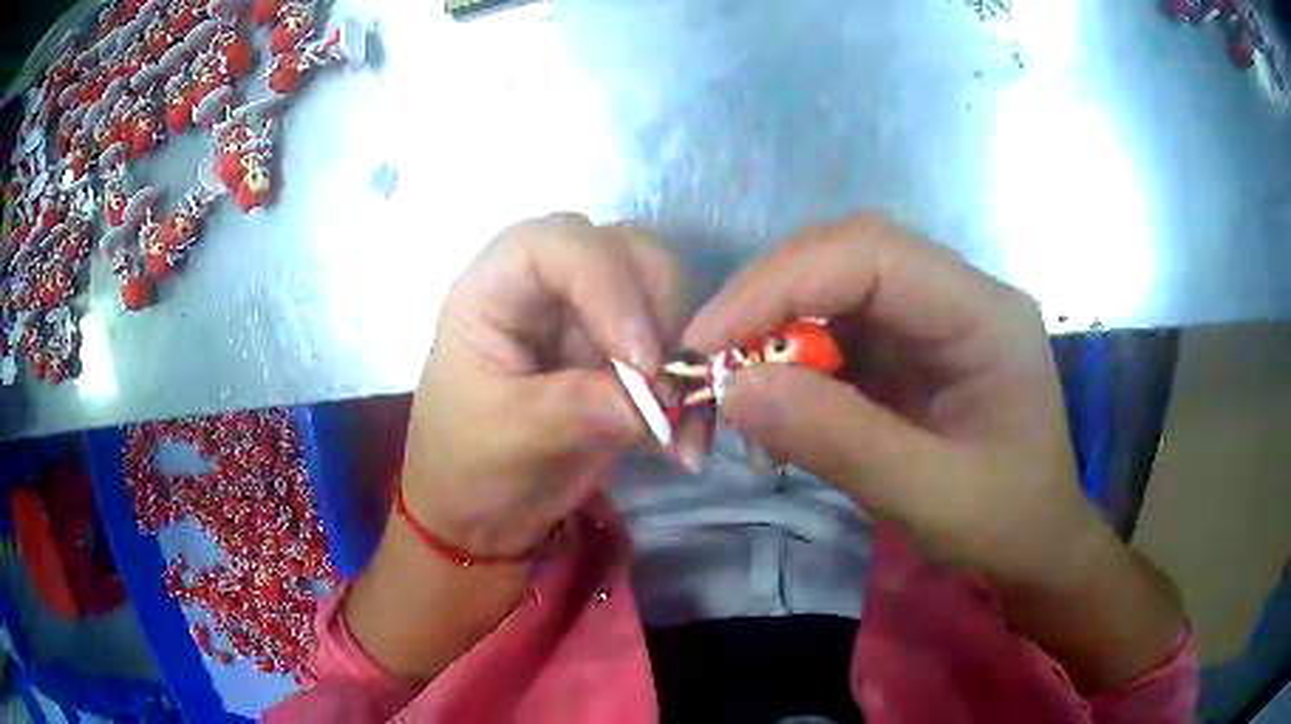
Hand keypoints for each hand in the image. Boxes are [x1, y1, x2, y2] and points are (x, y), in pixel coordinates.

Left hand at [402, 213, 679, 558]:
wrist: (480, 506)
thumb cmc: (466, 459)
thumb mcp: (507, 436)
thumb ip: (574, 409)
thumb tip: (657, 400)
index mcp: (499, 283)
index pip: (563, 246)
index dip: (611, 288)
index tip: (644, 362)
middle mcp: (552, 281)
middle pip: (629, 253)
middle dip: (662, 315)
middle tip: (671, 392)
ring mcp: (593, 311)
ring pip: (667, 294)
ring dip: (687, 356)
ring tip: (682, 429)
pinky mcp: (624, 348)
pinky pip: (679, 347)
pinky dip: (694, 391)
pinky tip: (688, 443)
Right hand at [683, 214, 1185, 692]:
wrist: (1036, 545)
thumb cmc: (1005, 524)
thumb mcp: (929, 498)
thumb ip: (840, 441)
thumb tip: (734, 390)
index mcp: (986, 314)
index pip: (874, 255)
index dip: (782, 282)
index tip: (710, 340)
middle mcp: (959, 295)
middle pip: (850, 253)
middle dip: (771, 297)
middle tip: (711, 358)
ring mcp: (934, 316)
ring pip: (836, 285)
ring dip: (776, 327)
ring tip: (737, 385)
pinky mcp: (911, 345)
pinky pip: (839, 328)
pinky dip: (793, 357)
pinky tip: (776, 400)